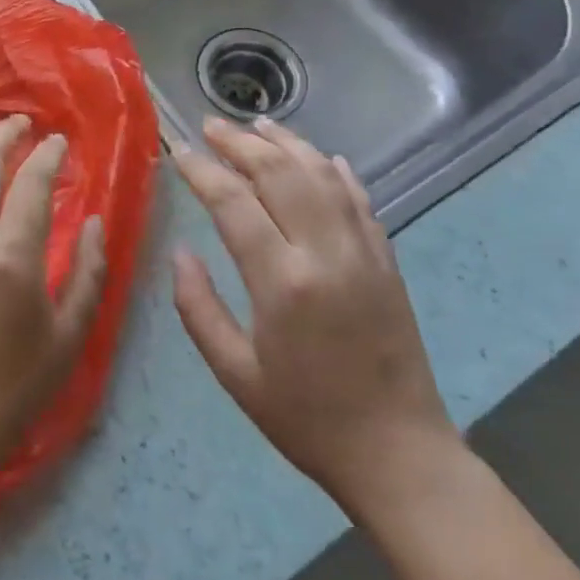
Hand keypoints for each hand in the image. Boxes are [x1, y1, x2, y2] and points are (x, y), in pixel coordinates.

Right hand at [171, 117, 461, 523]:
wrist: (399, 455)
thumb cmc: (306, 419)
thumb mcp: (235, 374)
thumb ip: (198, 308)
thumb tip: (181, 252)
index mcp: (282, 282)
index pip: (234, 202)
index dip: (202, 170)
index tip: (179, 150)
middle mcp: (325, 253)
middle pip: (280, 173)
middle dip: (241, 142)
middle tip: (212, 125)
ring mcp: (363, 252)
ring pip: (322, 174)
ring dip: (287, 143)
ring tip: (257, 124)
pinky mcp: (387, 260)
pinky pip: (359, 199)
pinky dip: (336, 170)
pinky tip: (319, 156)